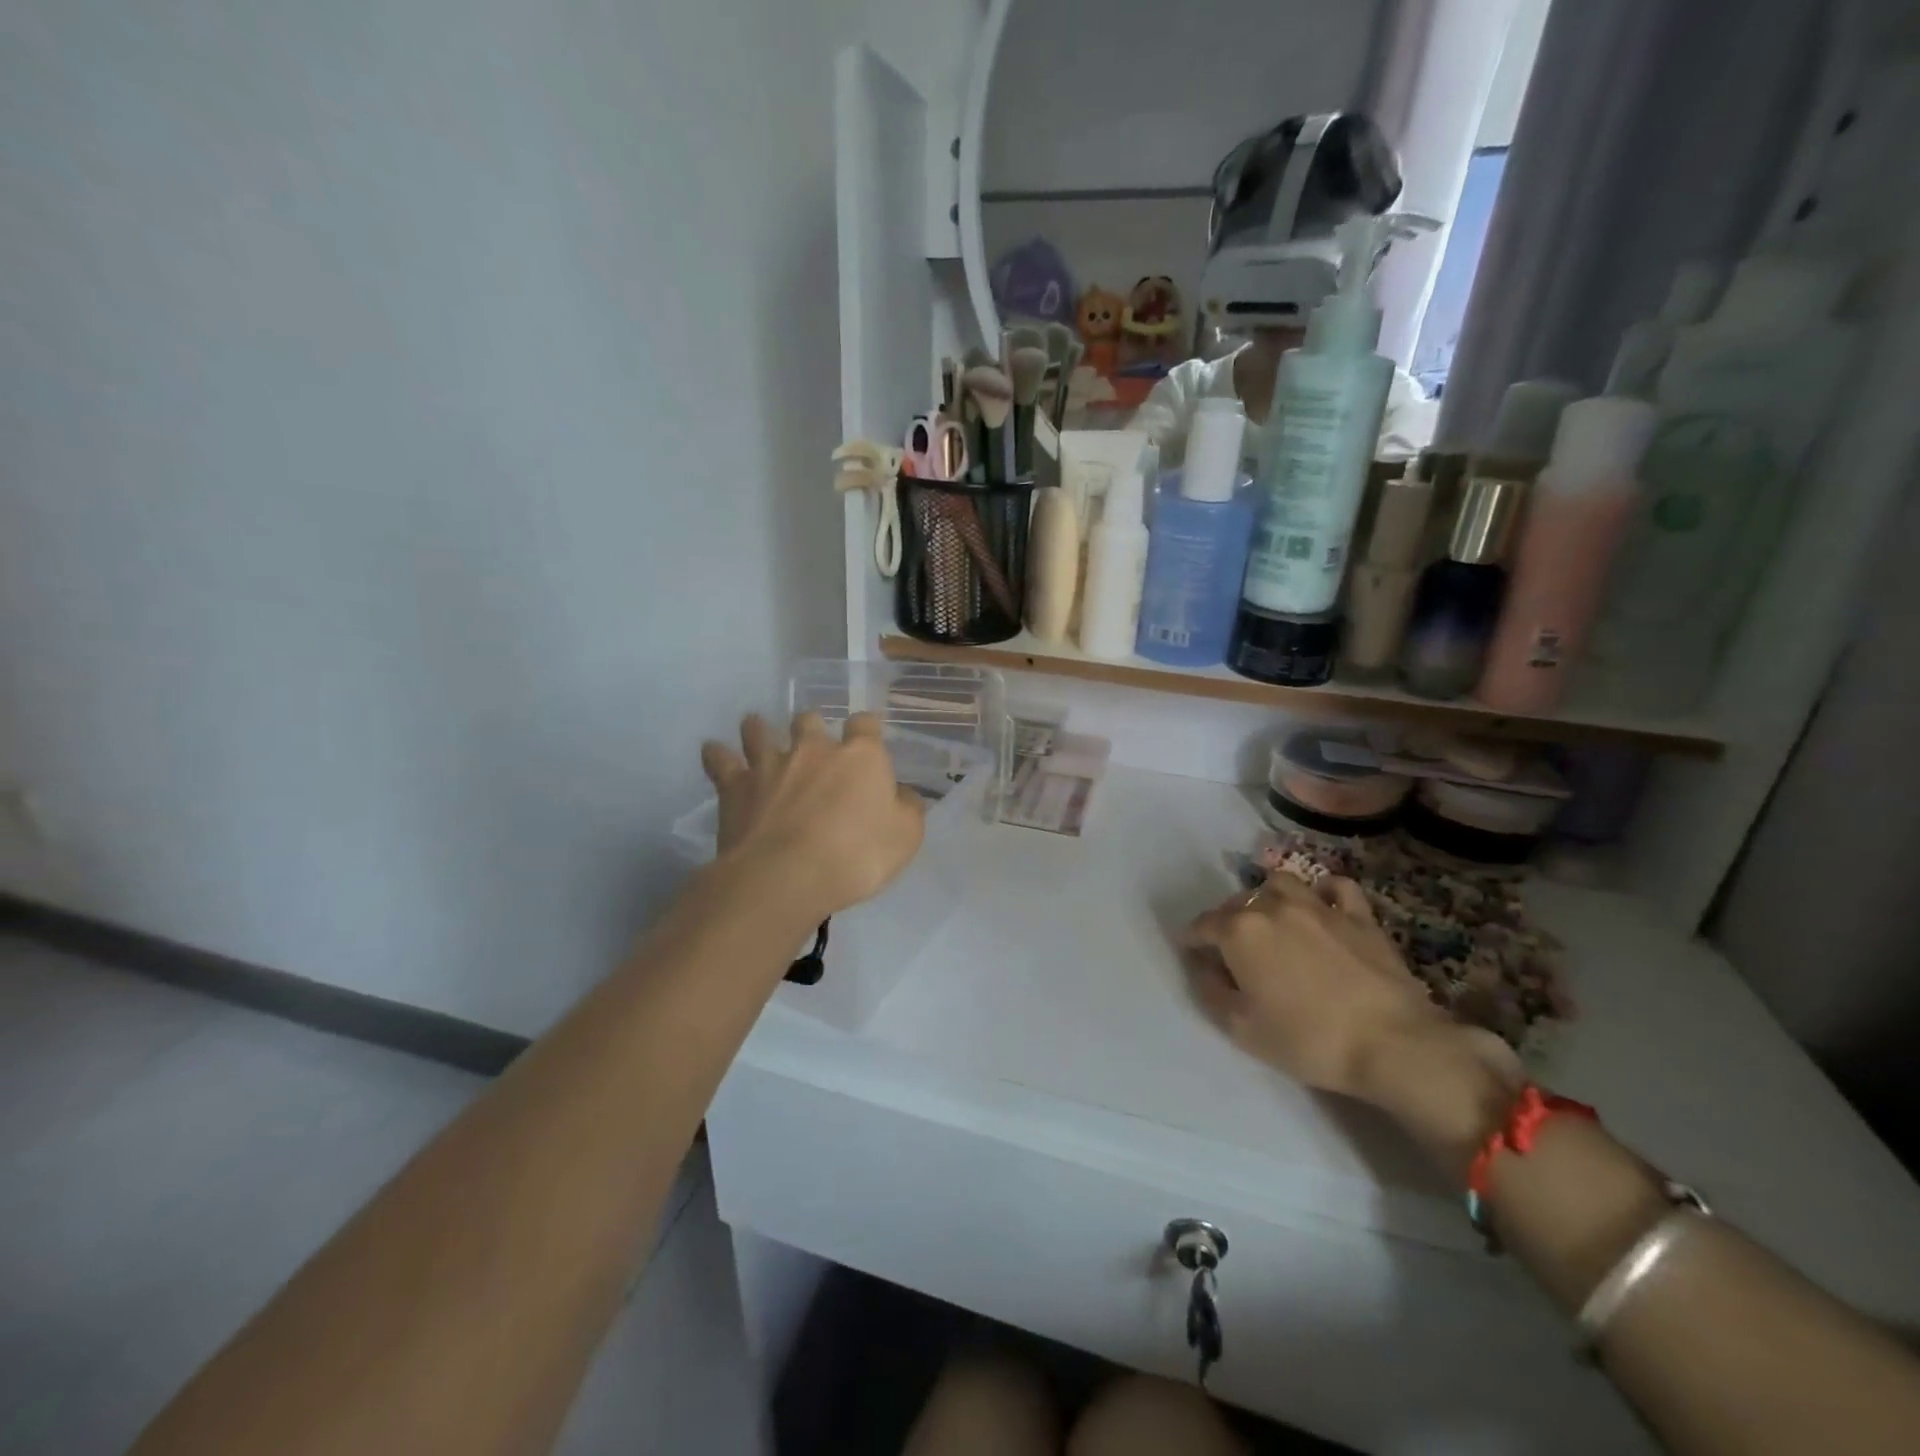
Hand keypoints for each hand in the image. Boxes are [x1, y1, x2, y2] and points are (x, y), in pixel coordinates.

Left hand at [700, 712, 925, 920]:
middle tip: (812, 744)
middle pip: (810, 720)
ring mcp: (770, 764)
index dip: (867, 729)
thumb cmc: (856, 856)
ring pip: (759, 731)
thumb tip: (901, 794)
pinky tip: (714, 752)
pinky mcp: (735, 786)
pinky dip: (717, 754)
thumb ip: (907, 808)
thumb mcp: (906, 837)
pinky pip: (720, 760)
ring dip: (759, 729)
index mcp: (860, 756)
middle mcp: (813, 749)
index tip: (868, 738)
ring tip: (757, 730)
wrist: (786, 876)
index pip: (865, 724)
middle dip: (812, 728)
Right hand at [1181, 873, 1523, 1175]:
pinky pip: (1335, 887)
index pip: (1202, 925)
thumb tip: (1203, 967)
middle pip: (1237, 902)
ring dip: (1267, 897)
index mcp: (1239, 931)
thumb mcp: (1242, 1028)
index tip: (1190, 952)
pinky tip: (1321, 906)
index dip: (1191, 940)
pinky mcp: (1358, 916)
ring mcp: (1318, 906)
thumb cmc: (1308, 1039)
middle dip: (1226, 920)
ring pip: (1280, 883)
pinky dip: (1323, 892)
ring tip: (1269, 919)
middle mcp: (1272, 906)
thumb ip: (1211, 992)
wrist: (1393, 1043)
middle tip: (1230, 948)